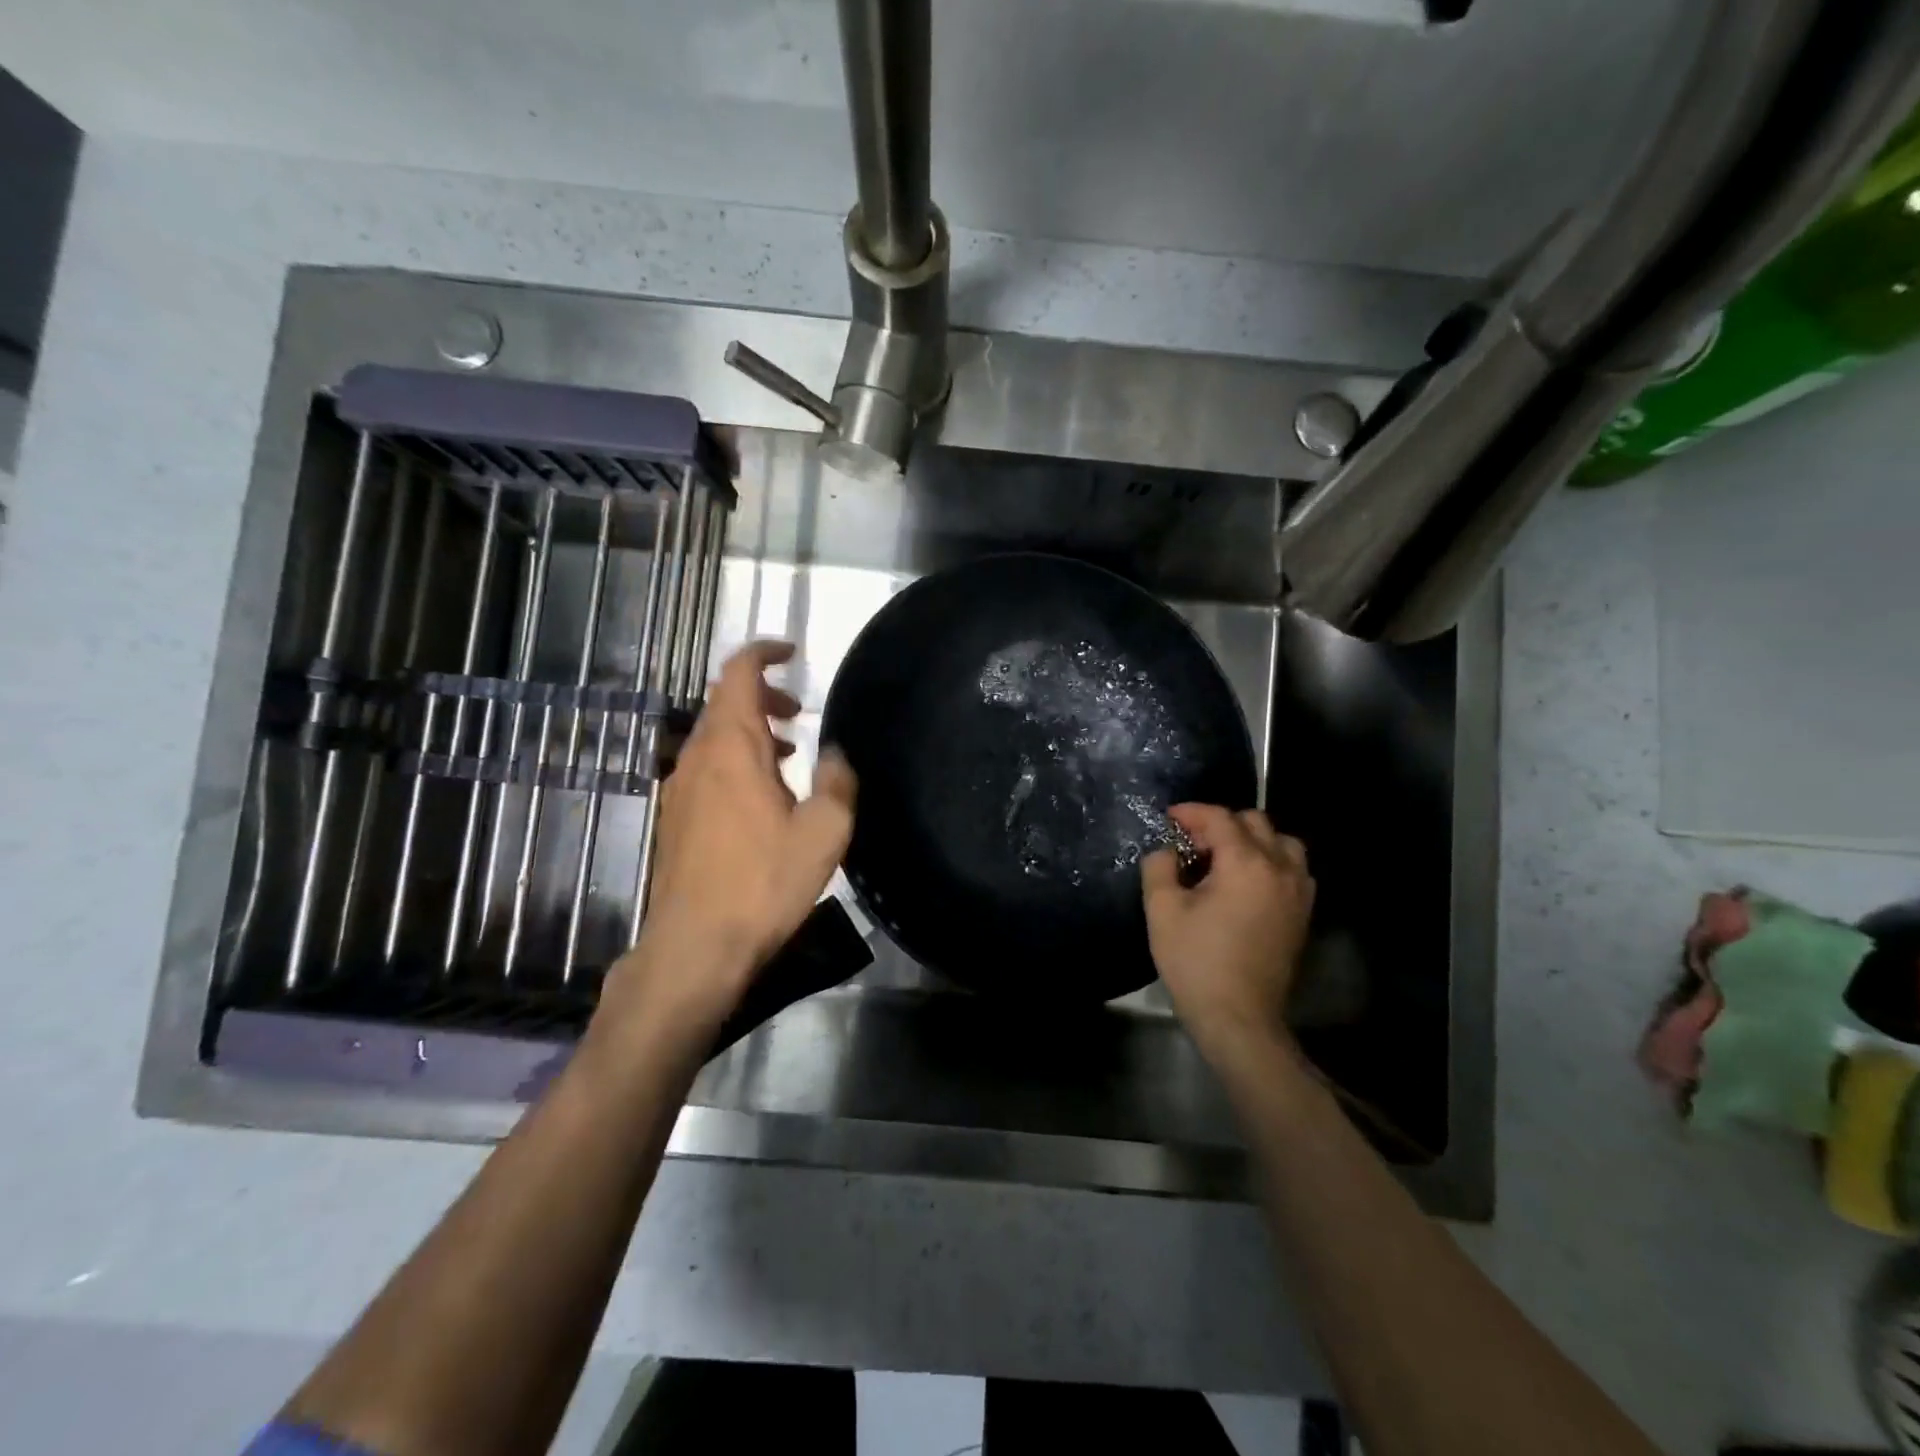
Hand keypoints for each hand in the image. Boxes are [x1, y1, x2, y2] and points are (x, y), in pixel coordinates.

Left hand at [604, 641, 856, 1037]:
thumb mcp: (823, 832)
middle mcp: (698, 757)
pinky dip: (736, 760)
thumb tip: (836, 753)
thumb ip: (837, 781)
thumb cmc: (763, 882)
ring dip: (752, 730)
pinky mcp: (676, 817)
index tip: (792, 652)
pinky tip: (763, 797)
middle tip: (801, 712)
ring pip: (715, 736)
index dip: (763, 652)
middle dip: (764, 695)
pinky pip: (707, 766)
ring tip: (790, 754)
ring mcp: (681, 788)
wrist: (695, 944)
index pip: (738, 674)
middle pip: (725, 702)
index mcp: (732, 747)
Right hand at [1141, 804, 1314, 1063]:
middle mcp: (1280, 868)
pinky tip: (1247, 883)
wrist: (1239, 1017)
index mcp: (1246, 863)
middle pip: (1255, 823)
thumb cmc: (1196, 961)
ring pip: (1282, 843)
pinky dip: (1271, 863)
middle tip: (1193, 843)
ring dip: (1253, 841)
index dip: (1191, 812)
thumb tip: (1166, 851)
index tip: (1168, 818)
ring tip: (1225, 860)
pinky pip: (1294, 870)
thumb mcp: (1162, 910)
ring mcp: (1298, 892)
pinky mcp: (1302, 914)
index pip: (1220, 818)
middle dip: (1221, 824)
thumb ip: (1159, 867)